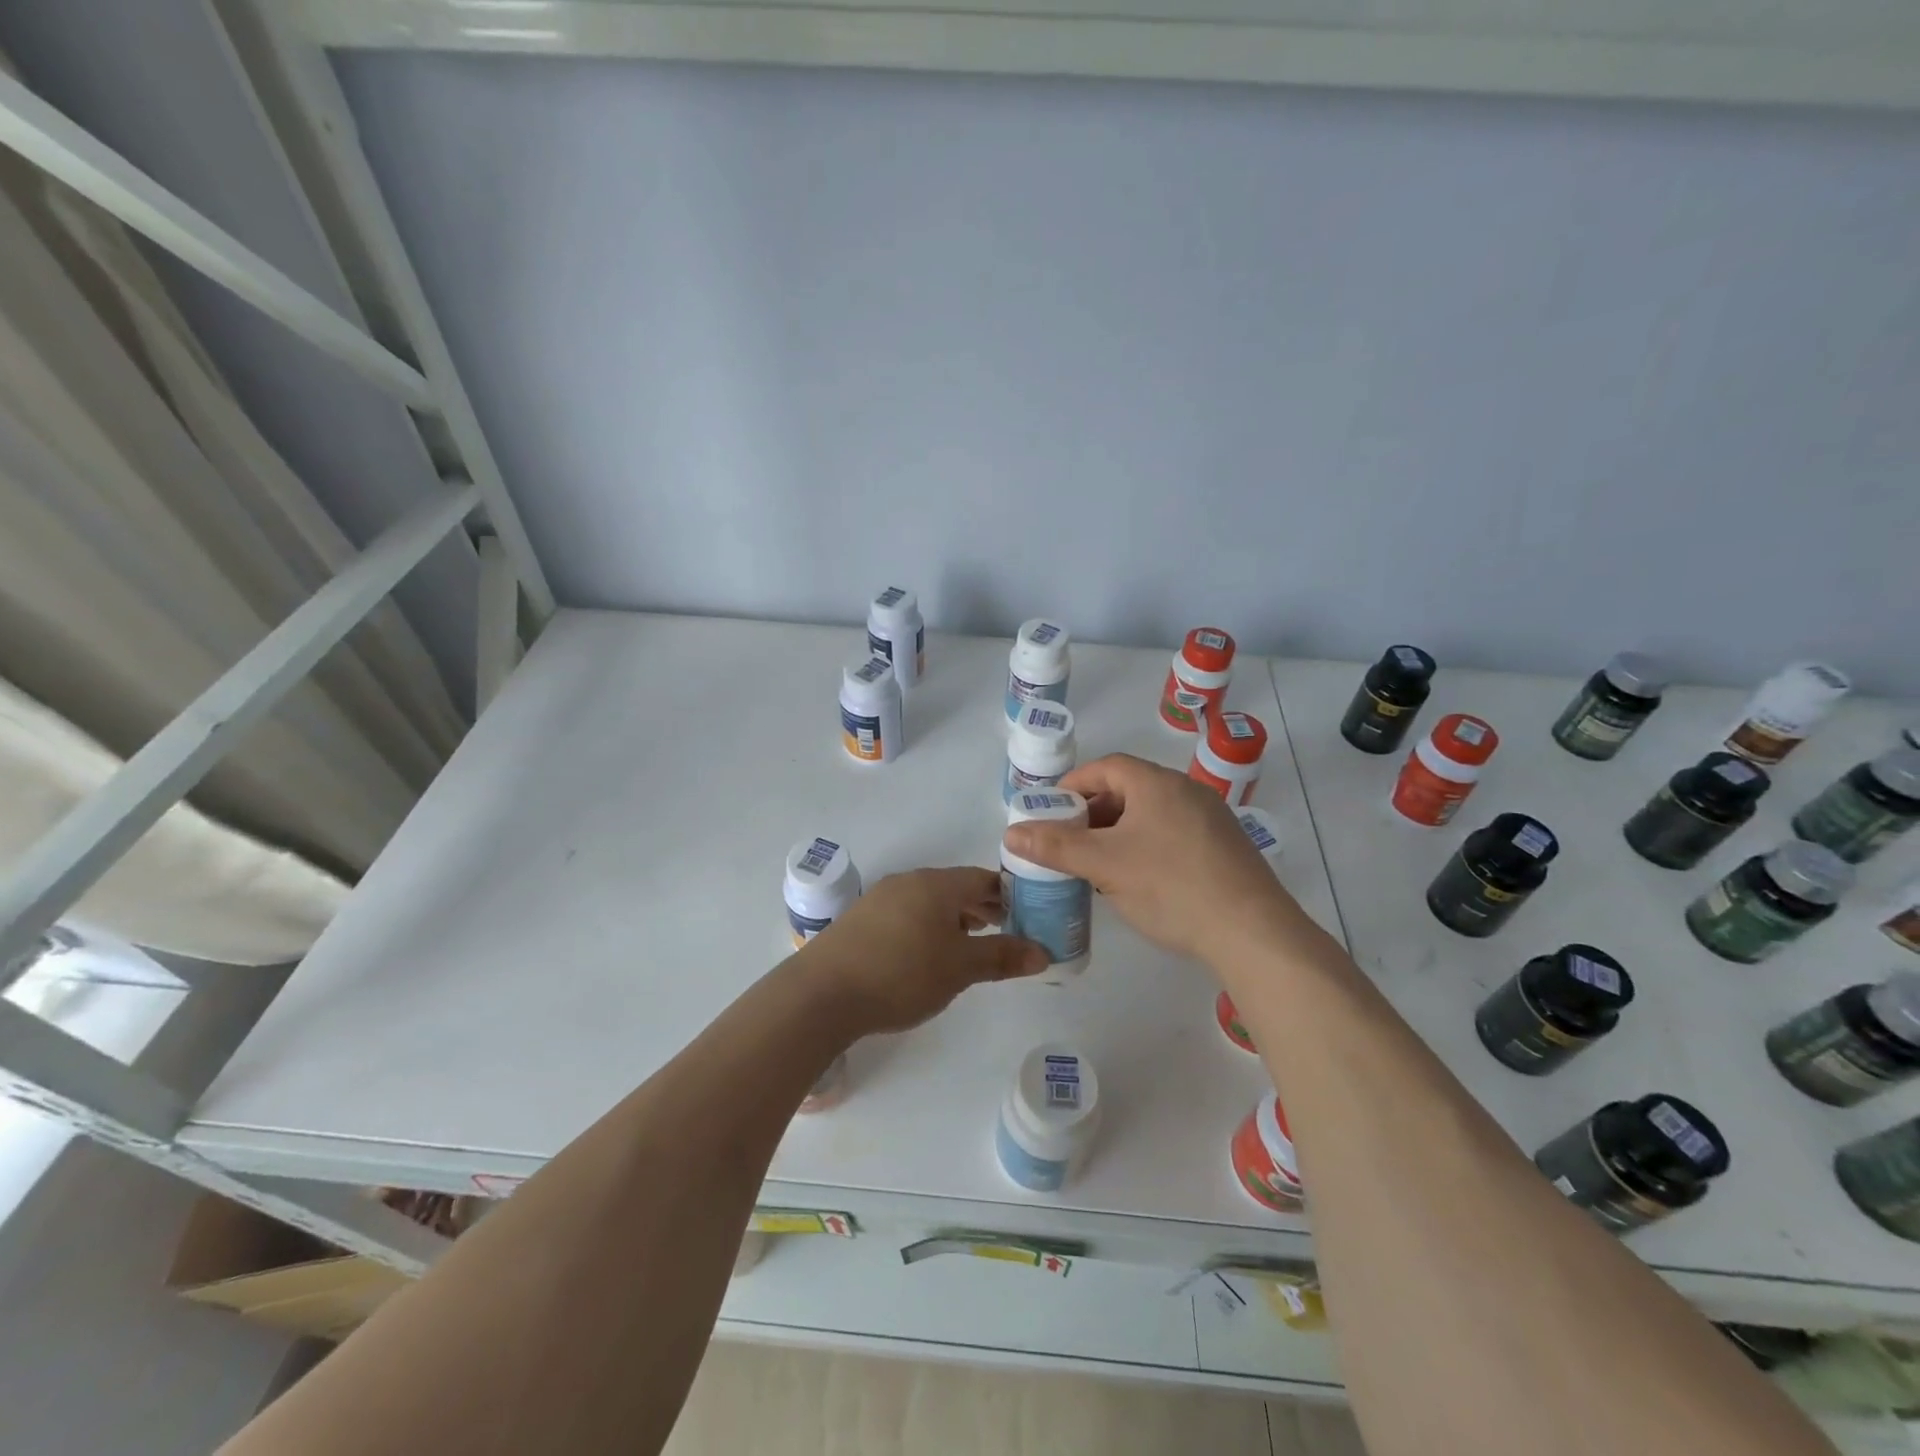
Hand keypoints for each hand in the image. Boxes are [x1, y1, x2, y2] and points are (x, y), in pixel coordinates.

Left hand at [798, 867, 1049, 1034]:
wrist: (822, 993)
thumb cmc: (902, 974)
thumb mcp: (960, 968)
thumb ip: (1002, 957)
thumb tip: (1043, 952)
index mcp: (937, 884)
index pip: (984, 878)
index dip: (1009, 895)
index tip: (1029, 915)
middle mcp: (909, 881)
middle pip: (956, 887)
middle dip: (983, 907)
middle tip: (1006, 931)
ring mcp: (881, 898)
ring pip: (930, 900)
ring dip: (954, 917)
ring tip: (970, 944)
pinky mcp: (861, 919)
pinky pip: (907, 913)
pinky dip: (927, 926)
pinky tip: (926, 954)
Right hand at [1002, 753, 1301, 964]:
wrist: (1253, 932)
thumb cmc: (1171, 887)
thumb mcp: (1104, 866)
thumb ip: (1056, 847)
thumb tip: (1011, 833)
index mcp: (1157, 784)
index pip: (1106, 767)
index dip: (1073, 785)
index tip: (1050, 811)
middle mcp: (1186, 791)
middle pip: (1128, 789)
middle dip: (1093, 812)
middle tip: (1068, 841)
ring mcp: (1211, 819)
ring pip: (1151, 815)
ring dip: (1118, 832)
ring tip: (1097, 864)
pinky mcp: (1224, 848)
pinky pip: (1172, 834)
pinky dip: (1145, 846)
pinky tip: (1138, 879)